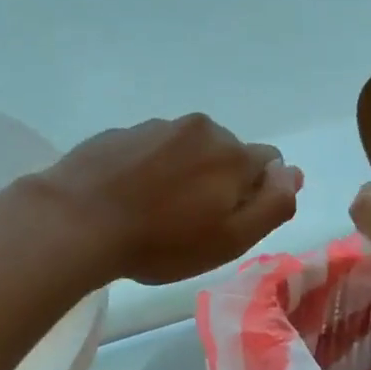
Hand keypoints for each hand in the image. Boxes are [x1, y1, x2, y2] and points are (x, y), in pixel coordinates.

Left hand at [39, 114, 301, 284]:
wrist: (77, 221)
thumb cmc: (162, 242)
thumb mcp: (231, 239)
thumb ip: (273, 204)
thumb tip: (293, 173)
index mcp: (233, 153)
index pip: (268, 163)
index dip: (254, 195)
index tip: (226, 222)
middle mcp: (200, 128)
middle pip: (227, 153)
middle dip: (219, 181)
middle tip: (190, 222)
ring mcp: (156, 127)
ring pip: (187, 149)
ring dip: (183, 173)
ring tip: (154, 211)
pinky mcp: (120, 133)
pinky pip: (150, 150)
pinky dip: (149, 169)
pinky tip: (128, 198)